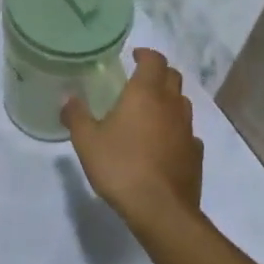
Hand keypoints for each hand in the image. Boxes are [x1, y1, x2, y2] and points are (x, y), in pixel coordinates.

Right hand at [62, 47, 202, 232]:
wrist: (160, 209)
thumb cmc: (120, 166)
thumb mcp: (86, 141)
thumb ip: (76, 116)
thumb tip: (67, 98)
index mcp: (145, 94)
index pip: (154, 60)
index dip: (145, 54)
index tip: (133, 56)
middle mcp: (171, 105)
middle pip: (173, 77)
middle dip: (158, 73)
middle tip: (140, 81)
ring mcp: (187, 130)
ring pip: (182, 103)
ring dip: (169, 100)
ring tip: (150, 112)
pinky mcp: (196, 154)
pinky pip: (187, 132)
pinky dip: (176, 130)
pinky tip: (164, 143)